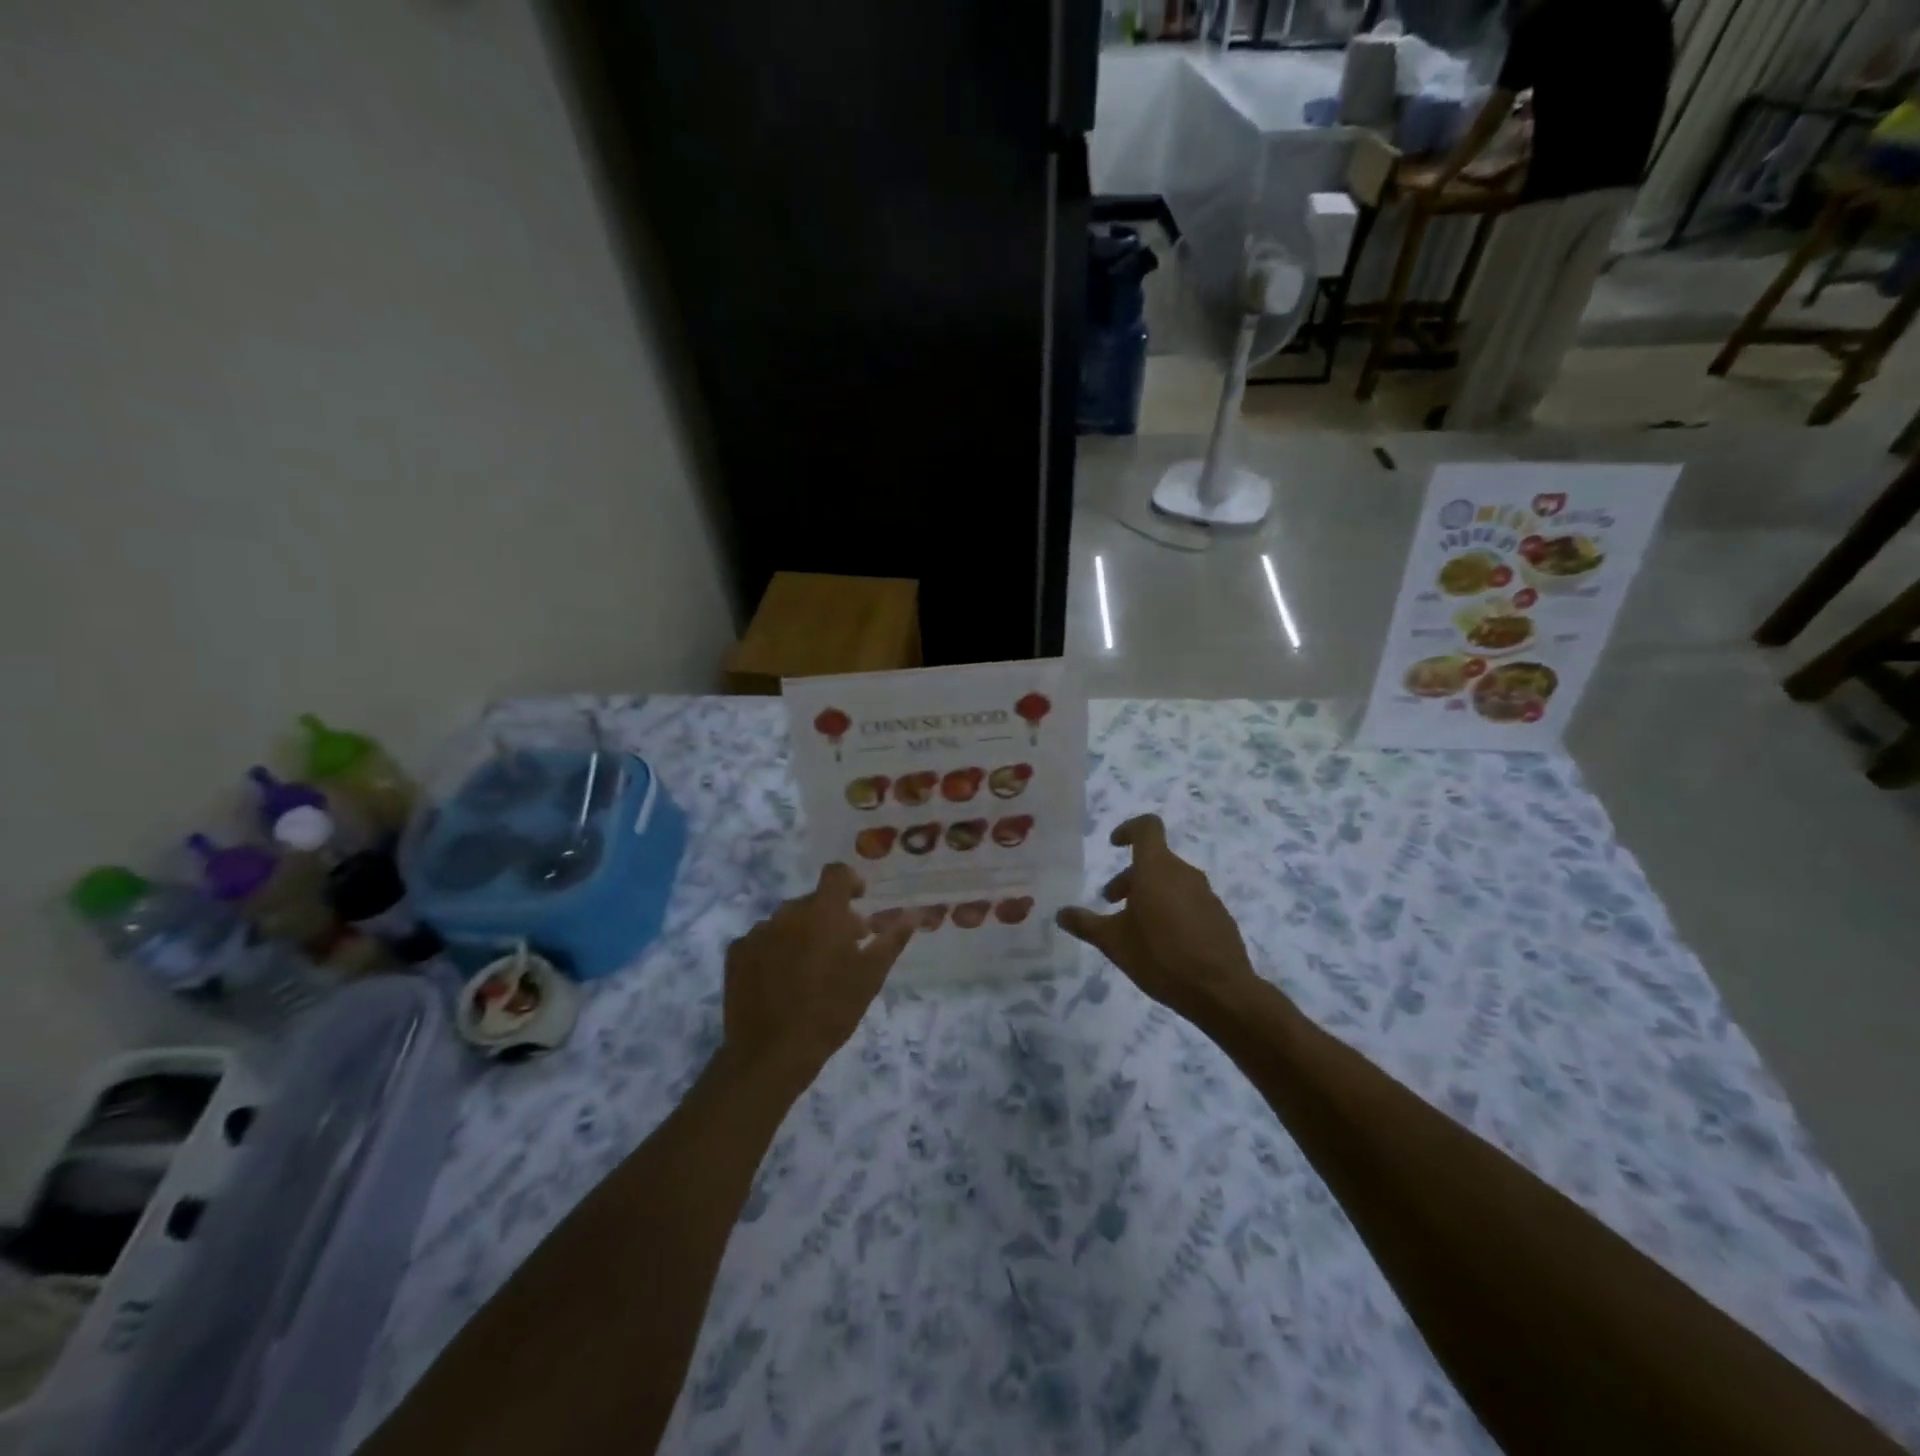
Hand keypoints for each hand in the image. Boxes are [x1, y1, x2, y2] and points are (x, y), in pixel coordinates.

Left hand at [723, 863, 912, 1088]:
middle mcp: (787, 913)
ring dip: (801, 933)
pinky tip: (780, 979)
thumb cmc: (830, 1011)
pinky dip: (774, 949)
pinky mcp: (736, 954)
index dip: (850, 882)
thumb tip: (913, 915)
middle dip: (829, 917)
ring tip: (809, 968)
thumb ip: (891, 940)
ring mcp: (757, 932)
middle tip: (842, 948)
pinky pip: (761, 939)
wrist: (771, 1053)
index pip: (836, 874)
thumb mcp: (870, 977)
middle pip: (812, 901)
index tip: (859, 901)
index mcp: (823, 913)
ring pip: (786, 921)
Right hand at [1057, 815, 1259, 1018]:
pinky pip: (1189, 901)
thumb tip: (1060, 914)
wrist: (1221, 991)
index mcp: (1157, 868)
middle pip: (1154, 860)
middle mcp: (1184, 873)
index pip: (1147, 827)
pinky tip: (1164, 943)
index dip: (1128, 829)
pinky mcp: (1219, 916)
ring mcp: (1206, 894)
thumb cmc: (1161, 957)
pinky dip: (1172, 909)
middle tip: (1111, 902)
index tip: (1113, 845)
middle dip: (1130, 876)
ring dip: (1150, 894)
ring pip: (1171, 881)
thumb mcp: (1114, 942)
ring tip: (1136, 927)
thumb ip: (1085, 924)